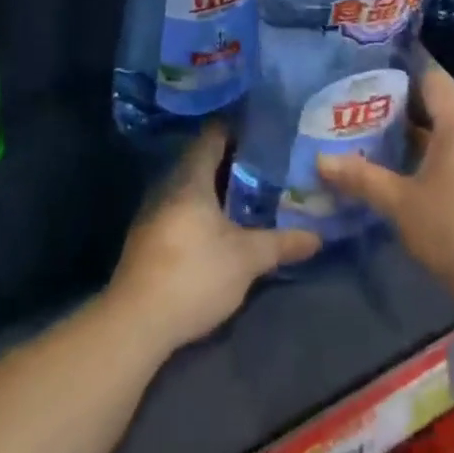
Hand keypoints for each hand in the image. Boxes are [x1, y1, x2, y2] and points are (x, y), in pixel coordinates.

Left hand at [110, 126, 320, 350]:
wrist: (136, 323)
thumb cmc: (195, 274)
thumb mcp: (247, 259)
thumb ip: (281, 244)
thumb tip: (317, 237)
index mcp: (190, 180)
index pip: (211, 137)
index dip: (236, 129)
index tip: (262, 129)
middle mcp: (168, 188)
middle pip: (201, 163)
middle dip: (232, 162)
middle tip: (267, 164)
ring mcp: (153, 215)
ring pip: (190, 190)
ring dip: (217, 190)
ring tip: (251, 194)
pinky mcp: (148, 241)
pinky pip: (181, 211)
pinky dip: (203, 212)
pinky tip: (222, 227)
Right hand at [318, 63, 453, 309]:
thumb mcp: (401, 204)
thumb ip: (362, 178)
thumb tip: (321, 160)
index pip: (431, 77)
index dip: (401, 70)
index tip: (369, 72)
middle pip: (437, 105)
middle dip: (398, 108)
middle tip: (357, 111)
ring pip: (446, 134)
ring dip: (414, 136)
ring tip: (373, 141)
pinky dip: (431, 156)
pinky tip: (404, 174)